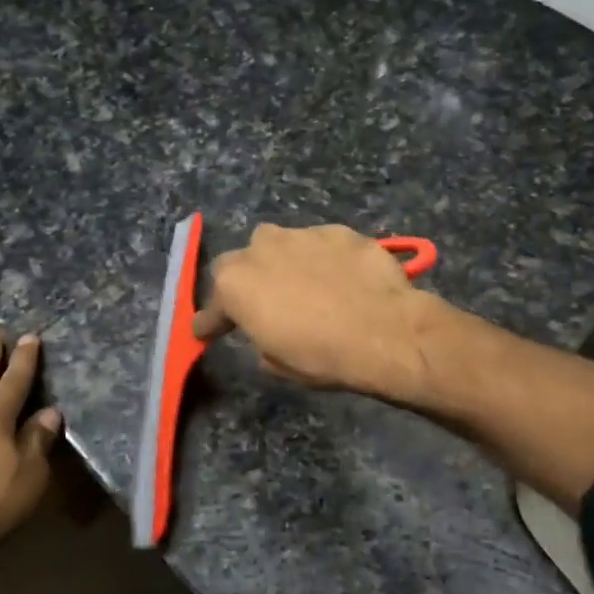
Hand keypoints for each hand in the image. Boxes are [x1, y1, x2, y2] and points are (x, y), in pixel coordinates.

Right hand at [191, 224, 447, 398]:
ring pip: (281, 245)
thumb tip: (266, 331)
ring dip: (285, 264)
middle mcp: (261, 248)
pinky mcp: (339, 230)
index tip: (208, 331)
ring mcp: (302, 234)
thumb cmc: (322, 355)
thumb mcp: (277, 363)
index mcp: (236, 284)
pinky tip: (341, 279)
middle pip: (240, 261)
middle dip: (246, 280)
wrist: (385, 331)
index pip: (212, 306)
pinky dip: (323, 260)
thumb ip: (260, 338)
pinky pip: (320, 245)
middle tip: (262, 302)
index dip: (211, 321)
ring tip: (306, 287)